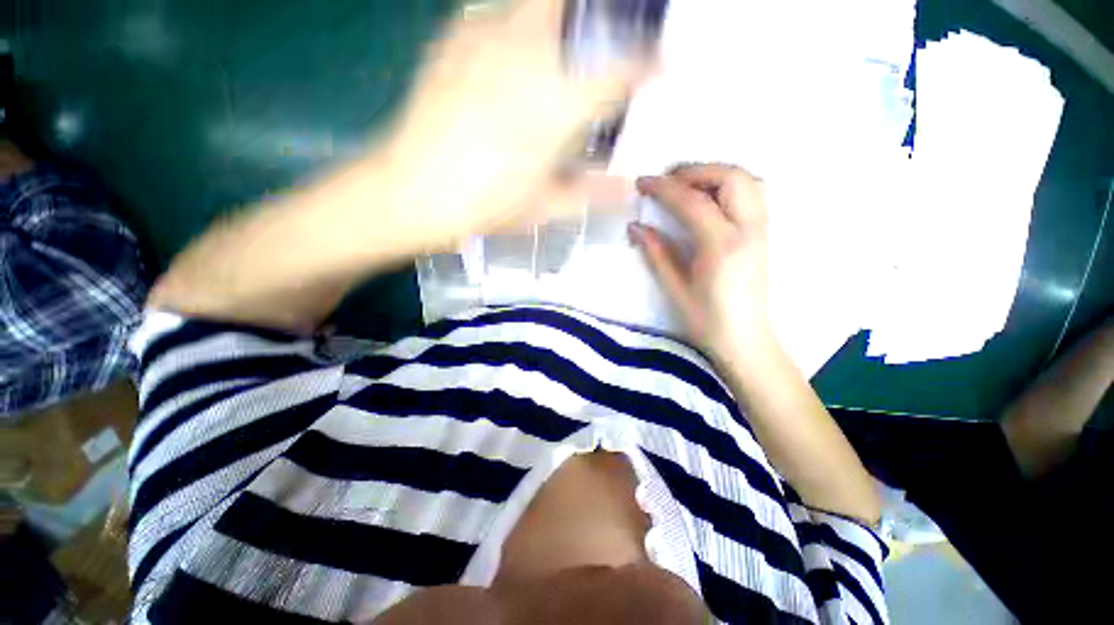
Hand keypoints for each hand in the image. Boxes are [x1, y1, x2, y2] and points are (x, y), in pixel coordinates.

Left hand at [381, 0, 649, 247]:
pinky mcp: (454, 37)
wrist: (412, 192)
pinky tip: (516, 57)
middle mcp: (531, 56)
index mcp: (559, 104)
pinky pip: (498, 12)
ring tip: (565, 53)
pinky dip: (520, 24)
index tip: (660, 69)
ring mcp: (488, 37)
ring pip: (542, 3)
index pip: (624, 67)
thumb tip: (629, 190)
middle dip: (610, 19)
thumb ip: (592, 193)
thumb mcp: (545, 206)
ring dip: (566, 20)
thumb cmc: (485, 206)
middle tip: (611, 46)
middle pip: (585, 8)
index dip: (651, 64)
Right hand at [630, 165, 771, 355]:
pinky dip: (728, 184)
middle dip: (694, 171)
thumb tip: (635, 226)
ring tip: (686, 186)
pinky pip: (752, 193)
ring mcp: (761, 229)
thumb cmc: (706, 320)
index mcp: (722, 246)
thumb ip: (656, 253)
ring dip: (714, 174)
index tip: (642, 183)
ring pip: (746, 180)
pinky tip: (708, 198)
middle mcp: (748, 229)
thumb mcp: (675, 288)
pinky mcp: (763, 234)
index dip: (664, 188)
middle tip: (666, 181)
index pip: (692, 202)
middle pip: (729, 177)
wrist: (745, 339)